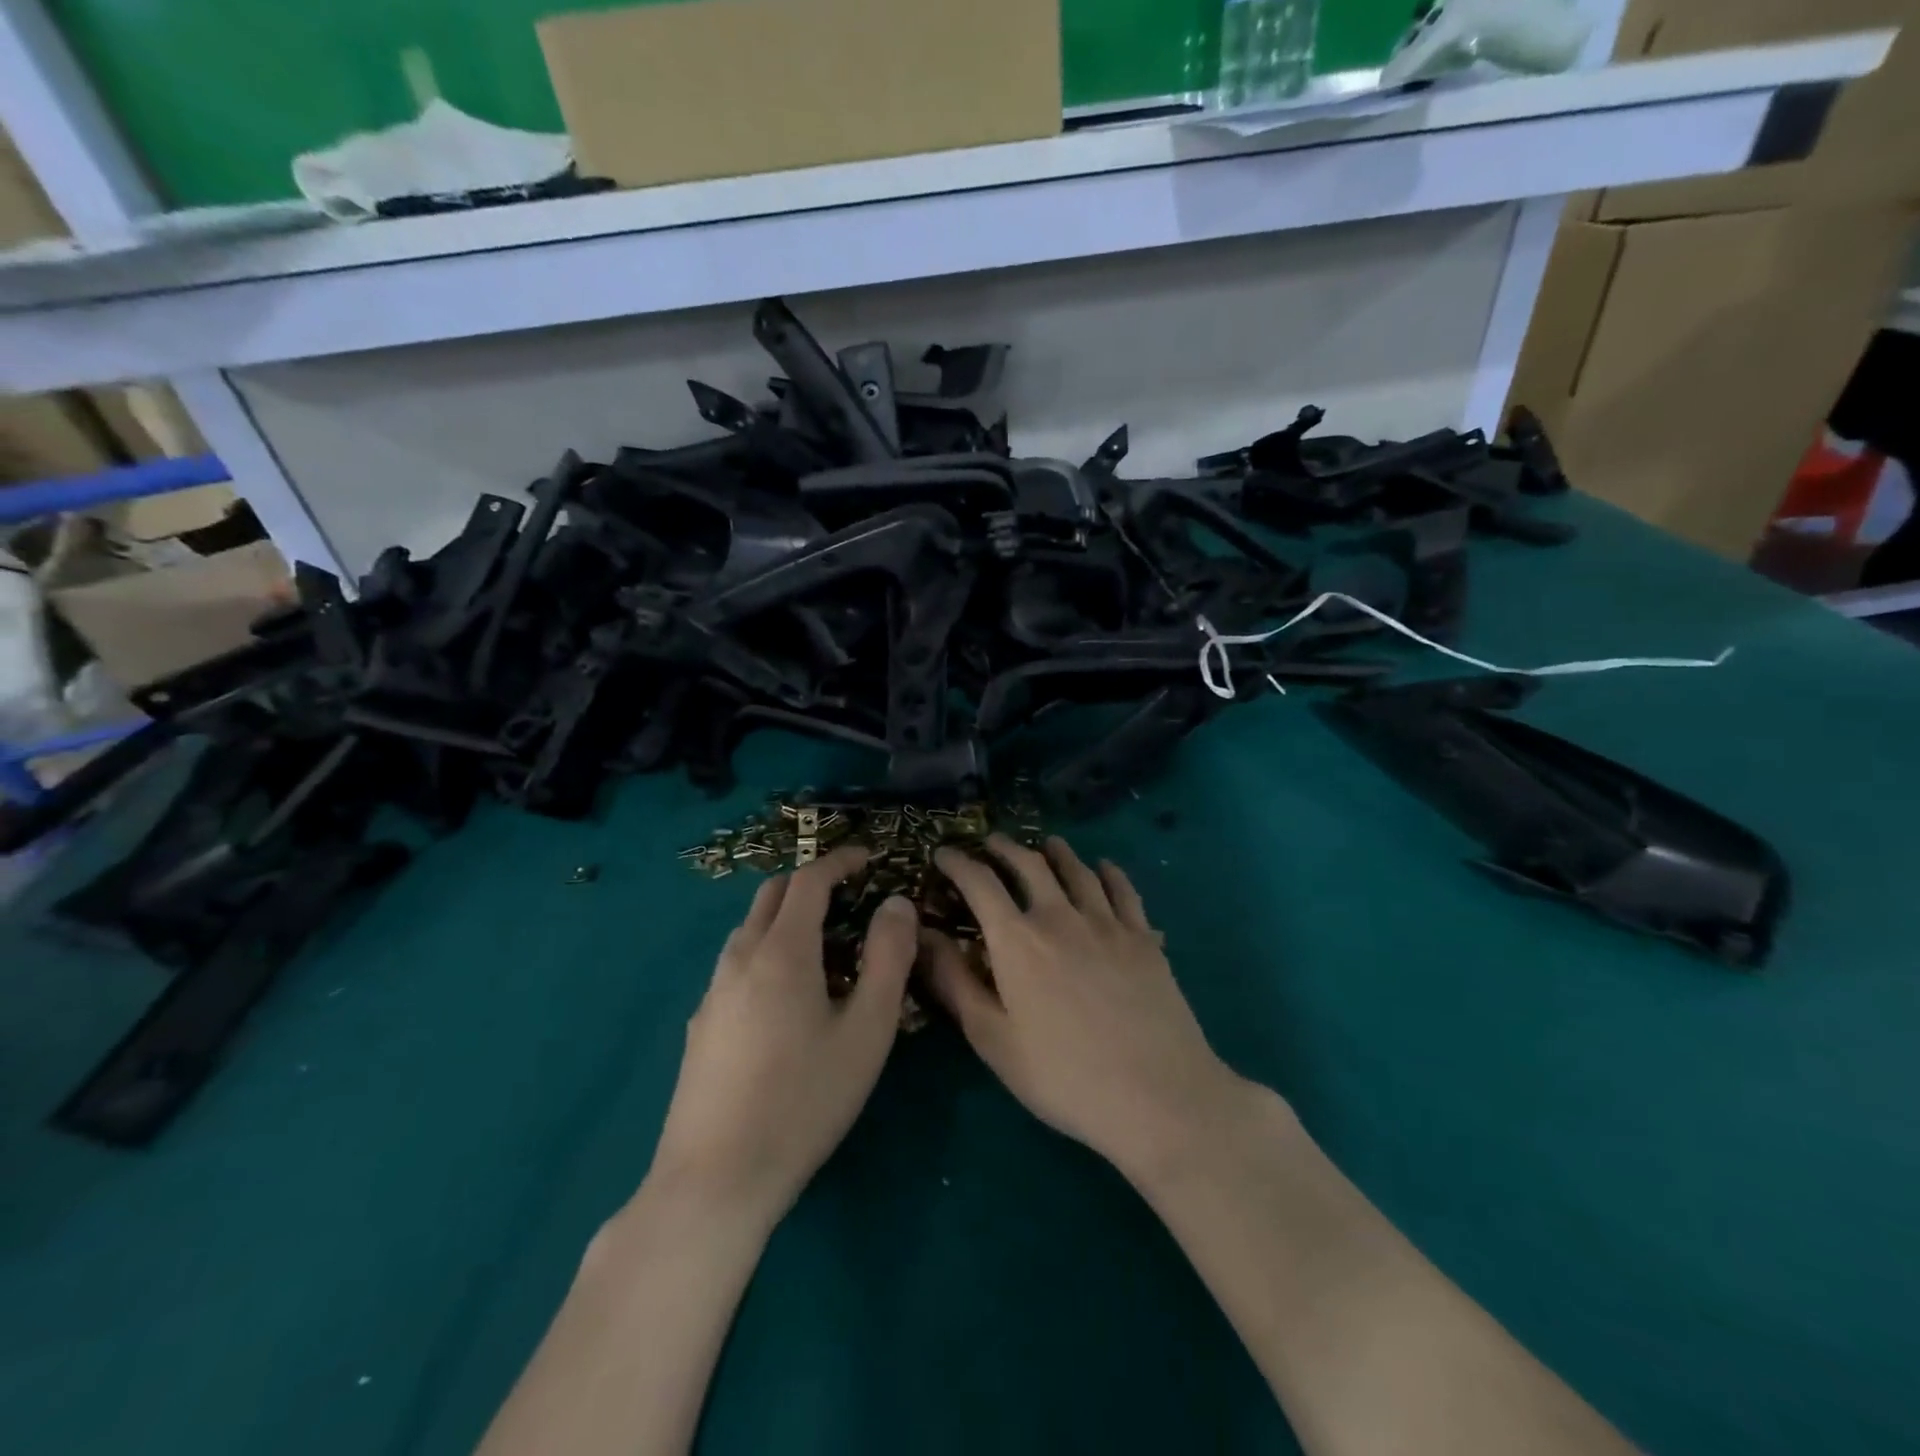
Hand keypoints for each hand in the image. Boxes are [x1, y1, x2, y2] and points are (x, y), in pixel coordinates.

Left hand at [647, 845, 916, 1222]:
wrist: (715, 1179)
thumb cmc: (804, 1100)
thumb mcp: (866, 1030)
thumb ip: (888, 958)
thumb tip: (896, 904)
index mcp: (782, 951)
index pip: (809, 880)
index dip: (839, 861)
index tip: (867, 857)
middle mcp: (740, 958)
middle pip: (772, 895)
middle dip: (810, 881)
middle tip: (848, 894)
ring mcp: (713, 992)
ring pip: (749, 929)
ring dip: (785, 916)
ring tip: (823, 943)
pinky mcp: (701, 1025)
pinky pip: (736, 964)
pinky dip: (766, 950)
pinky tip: (784, 994)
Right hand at [926, 835, 1251, 1181]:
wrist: (1157, 1095)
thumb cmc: (1063, 1075)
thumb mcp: (993, 1039)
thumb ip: (954, 982)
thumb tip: (923, 936)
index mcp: (1018, 940)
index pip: (980, 883)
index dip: (957, 862)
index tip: (943, 852)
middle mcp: (1060, 917)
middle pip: (1029, 864)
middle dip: (1005, 848)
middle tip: (992, 843)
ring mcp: (1107, 924)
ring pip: (1078, 870)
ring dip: (1057, 852)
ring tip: (1046, 844)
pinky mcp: (1143, 938)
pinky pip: (1123, 890)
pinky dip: (1108, 872)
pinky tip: (1104, 868)